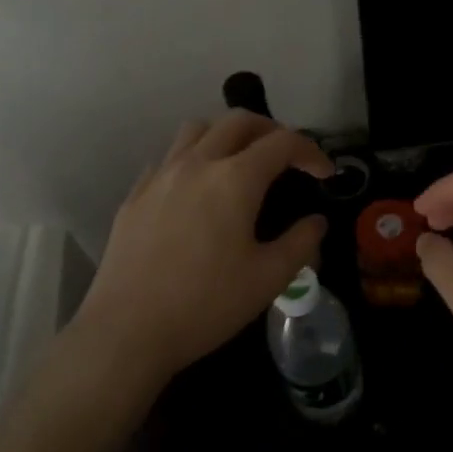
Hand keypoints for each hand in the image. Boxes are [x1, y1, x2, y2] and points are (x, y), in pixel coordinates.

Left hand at [79, 113, 334, 386]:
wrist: (127, 331)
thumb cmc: (206, 304)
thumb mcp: (268, 279)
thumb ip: (301, 243)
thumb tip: (316, 221)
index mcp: (235, 179)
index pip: (282, 143)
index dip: (311, 151)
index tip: (325, 174)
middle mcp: (197, 163)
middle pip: (238, 121)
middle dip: (271, 130)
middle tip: (287, 157)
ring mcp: (160, 176)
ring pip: (197, 130)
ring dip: (227, 135)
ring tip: (240, 162)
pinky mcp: (135, 194)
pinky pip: (169, 158)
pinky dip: (192, 159)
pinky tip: (196, 190)